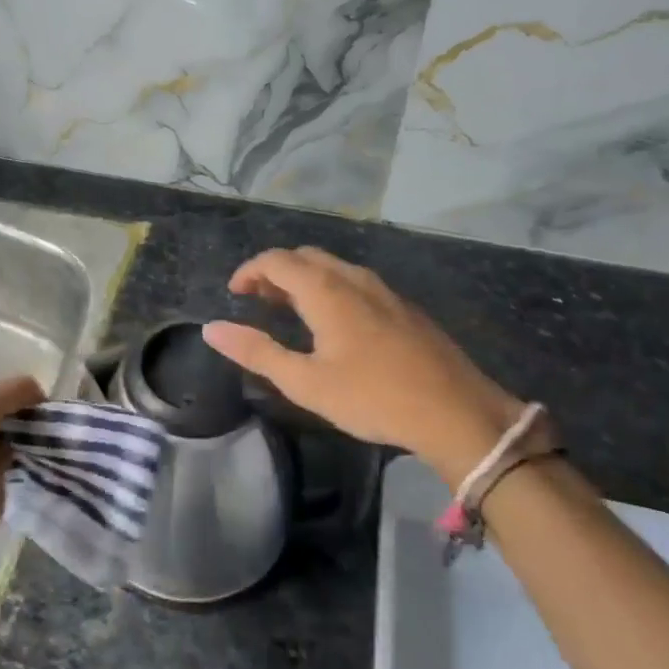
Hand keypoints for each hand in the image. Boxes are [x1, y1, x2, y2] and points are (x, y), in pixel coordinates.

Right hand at [202, 248, 524, 487]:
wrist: (457, 411)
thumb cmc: (373, 397)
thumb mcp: (306, 382)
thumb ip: (257, 352)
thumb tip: (211, 328)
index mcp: (326, 290)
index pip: (276, 260)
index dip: (250, 271)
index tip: (234, 293)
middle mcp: (353, 278)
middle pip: (305, 257)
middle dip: (275, 272)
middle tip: (258, 300)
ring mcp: (383, 289)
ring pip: (333, 267)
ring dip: (304, 279)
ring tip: (289, 309)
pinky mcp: (404, 306)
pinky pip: (355, 281)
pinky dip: (329, 288)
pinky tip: (334, 323)